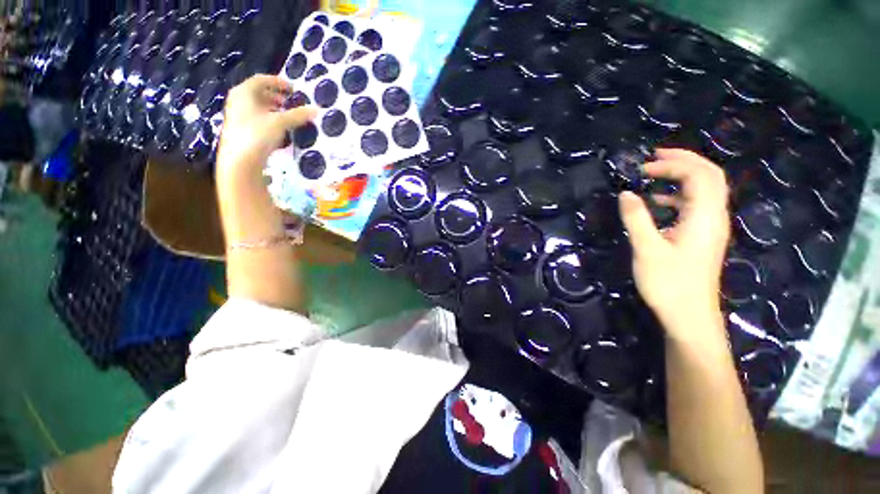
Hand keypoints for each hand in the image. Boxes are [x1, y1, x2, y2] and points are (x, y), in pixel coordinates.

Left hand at [217, 75, 315, 175]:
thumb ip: (298, 115)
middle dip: (277, 97)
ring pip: (258, 106)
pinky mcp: (241, 128)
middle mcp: (238, 100)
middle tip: (292, 103)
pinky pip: (257, 117)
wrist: (240, 159)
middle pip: (259, 93)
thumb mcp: (280, 122)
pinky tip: (280, 129)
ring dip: (274, 109)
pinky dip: (269, 119)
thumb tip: (316, 110)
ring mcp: (238, 115)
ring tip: (288, 116)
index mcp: (245, 92)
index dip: (278, 82)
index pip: (262, 80)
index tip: (293, 89)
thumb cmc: (258, 133)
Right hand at [619, 149, 729, 337]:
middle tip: (656, 156)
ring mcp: (711, 227)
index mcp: (704, 217)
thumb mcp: (647, 249)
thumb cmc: (669, 283)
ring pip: (706, 190)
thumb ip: (636, 219)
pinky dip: (679, 195)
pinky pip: (697, 205)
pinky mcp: (703, 237)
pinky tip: (659, 202)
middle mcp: (714, 217)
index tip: (644, 167)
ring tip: (656, 173)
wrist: (689, 316)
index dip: (673, 164)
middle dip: (684, 161)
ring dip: (683, 176)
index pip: (699, 176)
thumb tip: (626, 193)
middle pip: (710, 176)